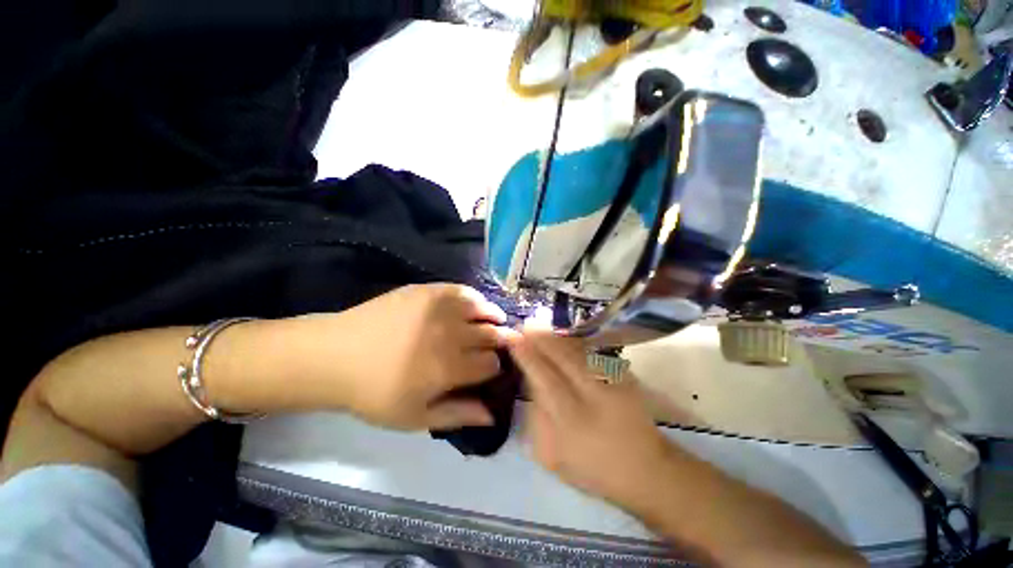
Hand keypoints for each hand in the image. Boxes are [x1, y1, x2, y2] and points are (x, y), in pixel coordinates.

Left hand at [297, 284, 518, 430]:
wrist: (335, 355)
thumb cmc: (374, 392)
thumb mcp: (414, 417)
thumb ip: (457, 414)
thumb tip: (492, 415)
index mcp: (449, 368)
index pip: (490, 364)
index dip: (495, 366)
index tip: (492, 368)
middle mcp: (450, 334)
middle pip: (491, 334)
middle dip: (501, 340)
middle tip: (502, 342)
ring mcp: (439, 308)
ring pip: (482, 308)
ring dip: (494, 316)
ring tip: (496, 319)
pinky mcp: (427, 291)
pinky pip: (462, 290)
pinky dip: (476, 297)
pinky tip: (476, 303)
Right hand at [510, 327, 679, 510]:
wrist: (645, 469)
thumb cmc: (593, 468)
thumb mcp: (552, 456)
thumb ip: (537, 418)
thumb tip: (530, 383)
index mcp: (572, 421)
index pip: (544, 378)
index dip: (527, 355)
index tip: (513, 338)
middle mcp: (594, 397)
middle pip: (563, 358)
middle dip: (542, 338)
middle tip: (526, 323)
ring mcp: (614, 384)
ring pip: (580, 352)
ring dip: (558, 337)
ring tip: (541, 326)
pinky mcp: (626, 378)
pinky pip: (595, 353)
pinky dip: (576, 342)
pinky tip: (564, 337)